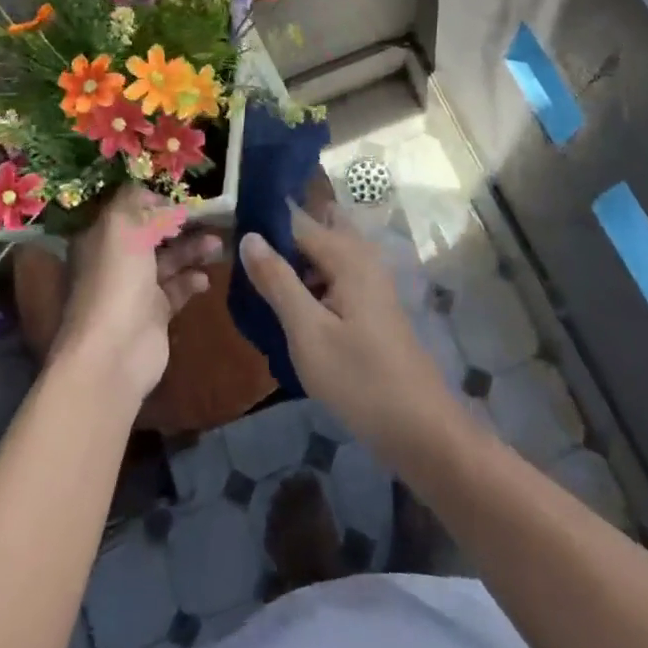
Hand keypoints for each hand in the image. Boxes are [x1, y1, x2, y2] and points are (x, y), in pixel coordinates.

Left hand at [51, 184, 220, 408]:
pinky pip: (177, 289)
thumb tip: (157, 198)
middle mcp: (115, 260)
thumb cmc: (116, 279)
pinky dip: (192, 281)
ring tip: (217, 245)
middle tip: (211, 217)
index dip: (152, 199)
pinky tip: (205, 279)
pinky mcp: (154, 314)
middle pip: (152, 234)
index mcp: (100, 237)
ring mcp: (135, 289)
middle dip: (179, 225)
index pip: (127, 208)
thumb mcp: (122, 226)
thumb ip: (138, 202)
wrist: (115, 352)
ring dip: (192, 250)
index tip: (181, 195)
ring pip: (168, 261)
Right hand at [241, 203, 464, 462]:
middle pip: (313, 233)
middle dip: (280, 242)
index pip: (297, 220)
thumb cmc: (359, 379)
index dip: (263, 226)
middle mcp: (362, 257)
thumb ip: (277, 281)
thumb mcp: (308, 332)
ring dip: (294, 266)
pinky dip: (311, 284)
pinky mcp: (373, 304)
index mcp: (347, 255)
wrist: (420, 428)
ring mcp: (371, 281)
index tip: (228, 238)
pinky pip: (334, 278)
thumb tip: (249, 236)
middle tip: (244, 267)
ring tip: (257, 289)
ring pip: (324, 257)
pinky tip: (289, 310)